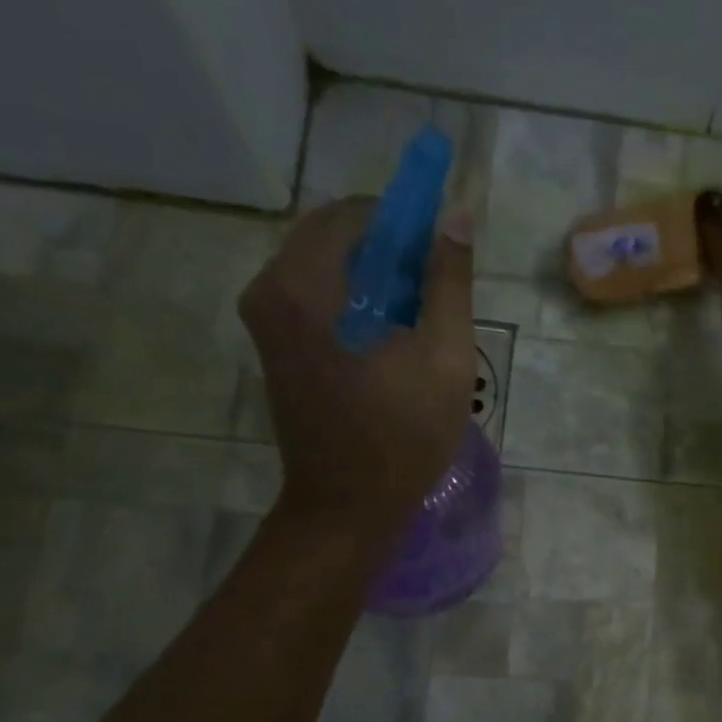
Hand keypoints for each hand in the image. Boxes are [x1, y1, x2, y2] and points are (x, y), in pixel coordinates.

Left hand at [239, 196, 474, 530]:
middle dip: (390, 250)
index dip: (406, 221)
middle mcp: (269, 289)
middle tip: (435, 291)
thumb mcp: (444, 357)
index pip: (354, 214)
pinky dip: (355, 299)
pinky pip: (316, 294)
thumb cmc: (402, 435)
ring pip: (327, 265)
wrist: (347, 507)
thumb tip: (456, 215)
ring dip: (376, 277)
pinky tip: (391, 337)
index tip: (442, 253)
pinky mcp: (273, 344)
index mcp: (304, 285)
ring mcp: (264, 319)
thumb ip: (449, 282)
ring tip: (419, 319)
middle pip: (335, 236)